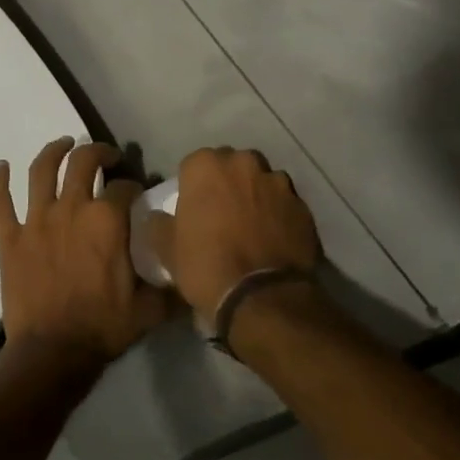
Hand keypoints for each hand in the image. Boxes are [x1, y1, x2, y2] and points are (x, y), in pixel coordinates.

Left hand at [0, 138, 174, 370]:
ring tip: (63, 144)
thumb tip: (189, 273)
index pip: (124, 186)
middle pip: (82, 161)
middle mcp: (72, 209)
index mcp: (107, 220)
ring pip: (41, 171)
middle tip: (105, 157)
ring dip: (53, 151)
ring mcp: (36, 220)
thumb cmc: (104, 328)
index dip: (134, 185)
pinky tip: (0, 166)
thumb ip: (171, 286)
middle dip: (97, 152)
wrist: (52, 354)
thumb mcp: (150, 308)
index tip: (137, 192)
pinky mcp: (10, 238)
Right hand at [157, 147, 322, 314]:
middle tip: (221, 214)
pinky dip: (278, 214)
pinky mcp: (303, 205)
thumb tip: (157, 218)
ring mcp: (278, 182)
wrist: (261, 296)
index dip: (193, 186)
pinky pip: (284, 203)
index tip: (194, 208)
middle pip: (232, 166)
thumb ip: (159, 225)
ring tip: (251, 226)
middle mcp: (244, 163)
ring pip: (261, 181)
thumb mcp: (167, 249)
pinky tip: (272, 238)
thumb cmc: (206, 265)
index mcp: (207, 166)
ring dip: (255, 195)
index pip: (194, 164)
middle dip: (227, 183)